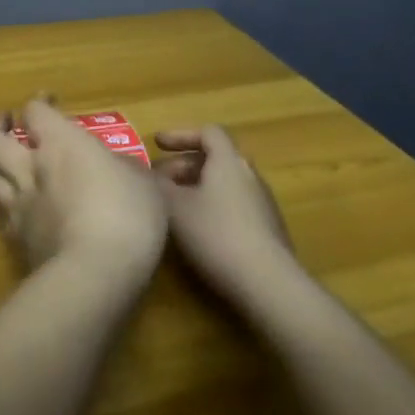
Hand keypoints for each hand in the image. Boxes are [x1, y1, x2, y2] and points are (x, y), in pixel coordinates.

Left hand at [0, 100, 166, 279]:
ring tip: (2, 160)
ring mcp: (17, 203)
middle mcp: (29, 167)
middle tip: (7, 123)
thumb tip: (113, 166)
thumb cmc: (127, 216)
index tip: (48, 101)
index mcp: (60, 144)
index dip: (39, 103)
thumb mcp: (143, 183)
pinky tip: (10, 204)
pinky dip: (1, 201)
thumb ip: (123, 167)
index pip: (35, 111)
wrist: (93, 273)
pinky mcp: (14, 236)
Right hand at [153, 125, 297, 290]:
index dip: (180, 135)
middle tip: (158, 180)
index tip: (157, 144)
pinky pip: (233, 203)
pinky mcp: (266, 227)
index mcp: (228, 162)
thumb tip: (147, 173)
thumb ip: (157, 184)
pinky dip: (210, 204)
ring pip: (223, 183)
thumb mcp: (174, 207)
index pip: (208, 133)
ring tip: (173, 206)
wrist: (266, 281)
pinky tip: (196, 229)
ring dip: (196, 187)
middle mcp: (249, 174)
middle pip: (215, 158)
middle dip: (183, 165)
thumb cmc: (215, 234)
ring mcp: (261, 201)